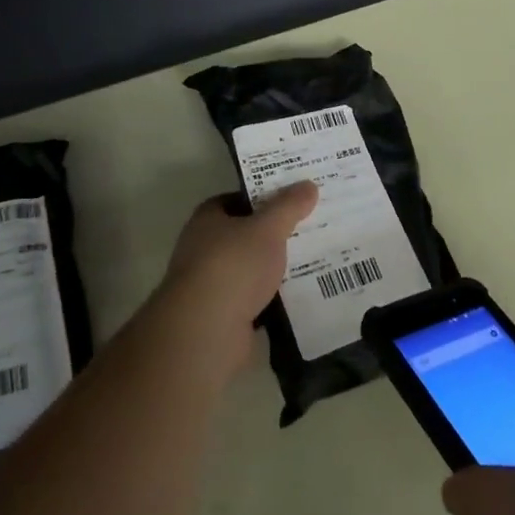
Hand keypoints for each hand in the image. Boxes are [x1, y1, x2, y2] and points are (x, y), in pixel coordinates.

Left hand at [159, 183, 318, 364]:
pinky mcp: (221, 316)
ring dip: (273, 268)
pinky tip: (299, 296)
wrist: (206, 330)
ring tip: (312, 261)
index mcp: (207, 219)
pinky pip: (253, 299)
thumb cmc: (233, 266)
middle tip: (309, 228)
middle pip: (243, 234)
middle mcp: (203, 248)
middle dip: (272, 234)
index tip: (292, 199)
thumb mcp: (267, 228)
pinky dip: (272, 298)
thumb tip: (308, 185)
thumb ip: (288, 207)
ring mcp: (210, 284)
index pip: (236, 199)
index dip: (263, 197)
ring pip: (250, 269)